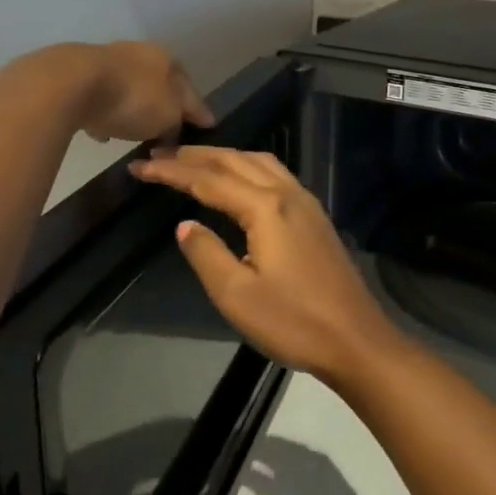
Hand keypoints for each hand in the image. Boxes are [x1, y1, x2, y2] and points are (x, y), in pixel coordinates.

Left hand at [77, 41, 212, 142]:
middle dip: (163, 107)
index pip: (190, 89)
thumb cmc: (133, 99)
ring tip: (133, 134)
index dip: (198, 111)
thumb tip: (175, 128)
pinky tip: (102, 132)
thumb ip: (178, 123)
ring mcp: (108, 61)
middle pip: (158, 86)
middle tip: (167, 131)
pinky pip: (102, 100)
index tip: (205, 128)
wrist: (72, 84)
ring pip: (129, 90)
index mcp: (167, 59)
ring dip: (132, 110)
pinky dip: (106, 114)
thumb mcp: (168, 117)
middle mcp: (140, 53)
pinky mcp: (80, 74)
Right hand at [127, 147, 401, 385]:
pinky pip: (274, 174)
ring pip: (258, 162)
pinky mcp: (315, 216)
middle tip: (158, 155)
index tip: (139, 167)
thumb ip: (206, 254)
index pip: (208, 180)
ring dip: (222, 156)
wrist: (356, 339)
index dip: (171, 172)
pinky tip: (239, 179)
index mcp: (265, 208)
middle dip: (194, 156)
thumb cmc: (293, 322)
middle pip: (234, 161)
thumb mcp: (236, 295)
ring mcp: (306, 202)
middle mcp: (287, 193)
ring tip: (192, 160)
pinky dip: (246, 166)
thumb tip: (185, 225)